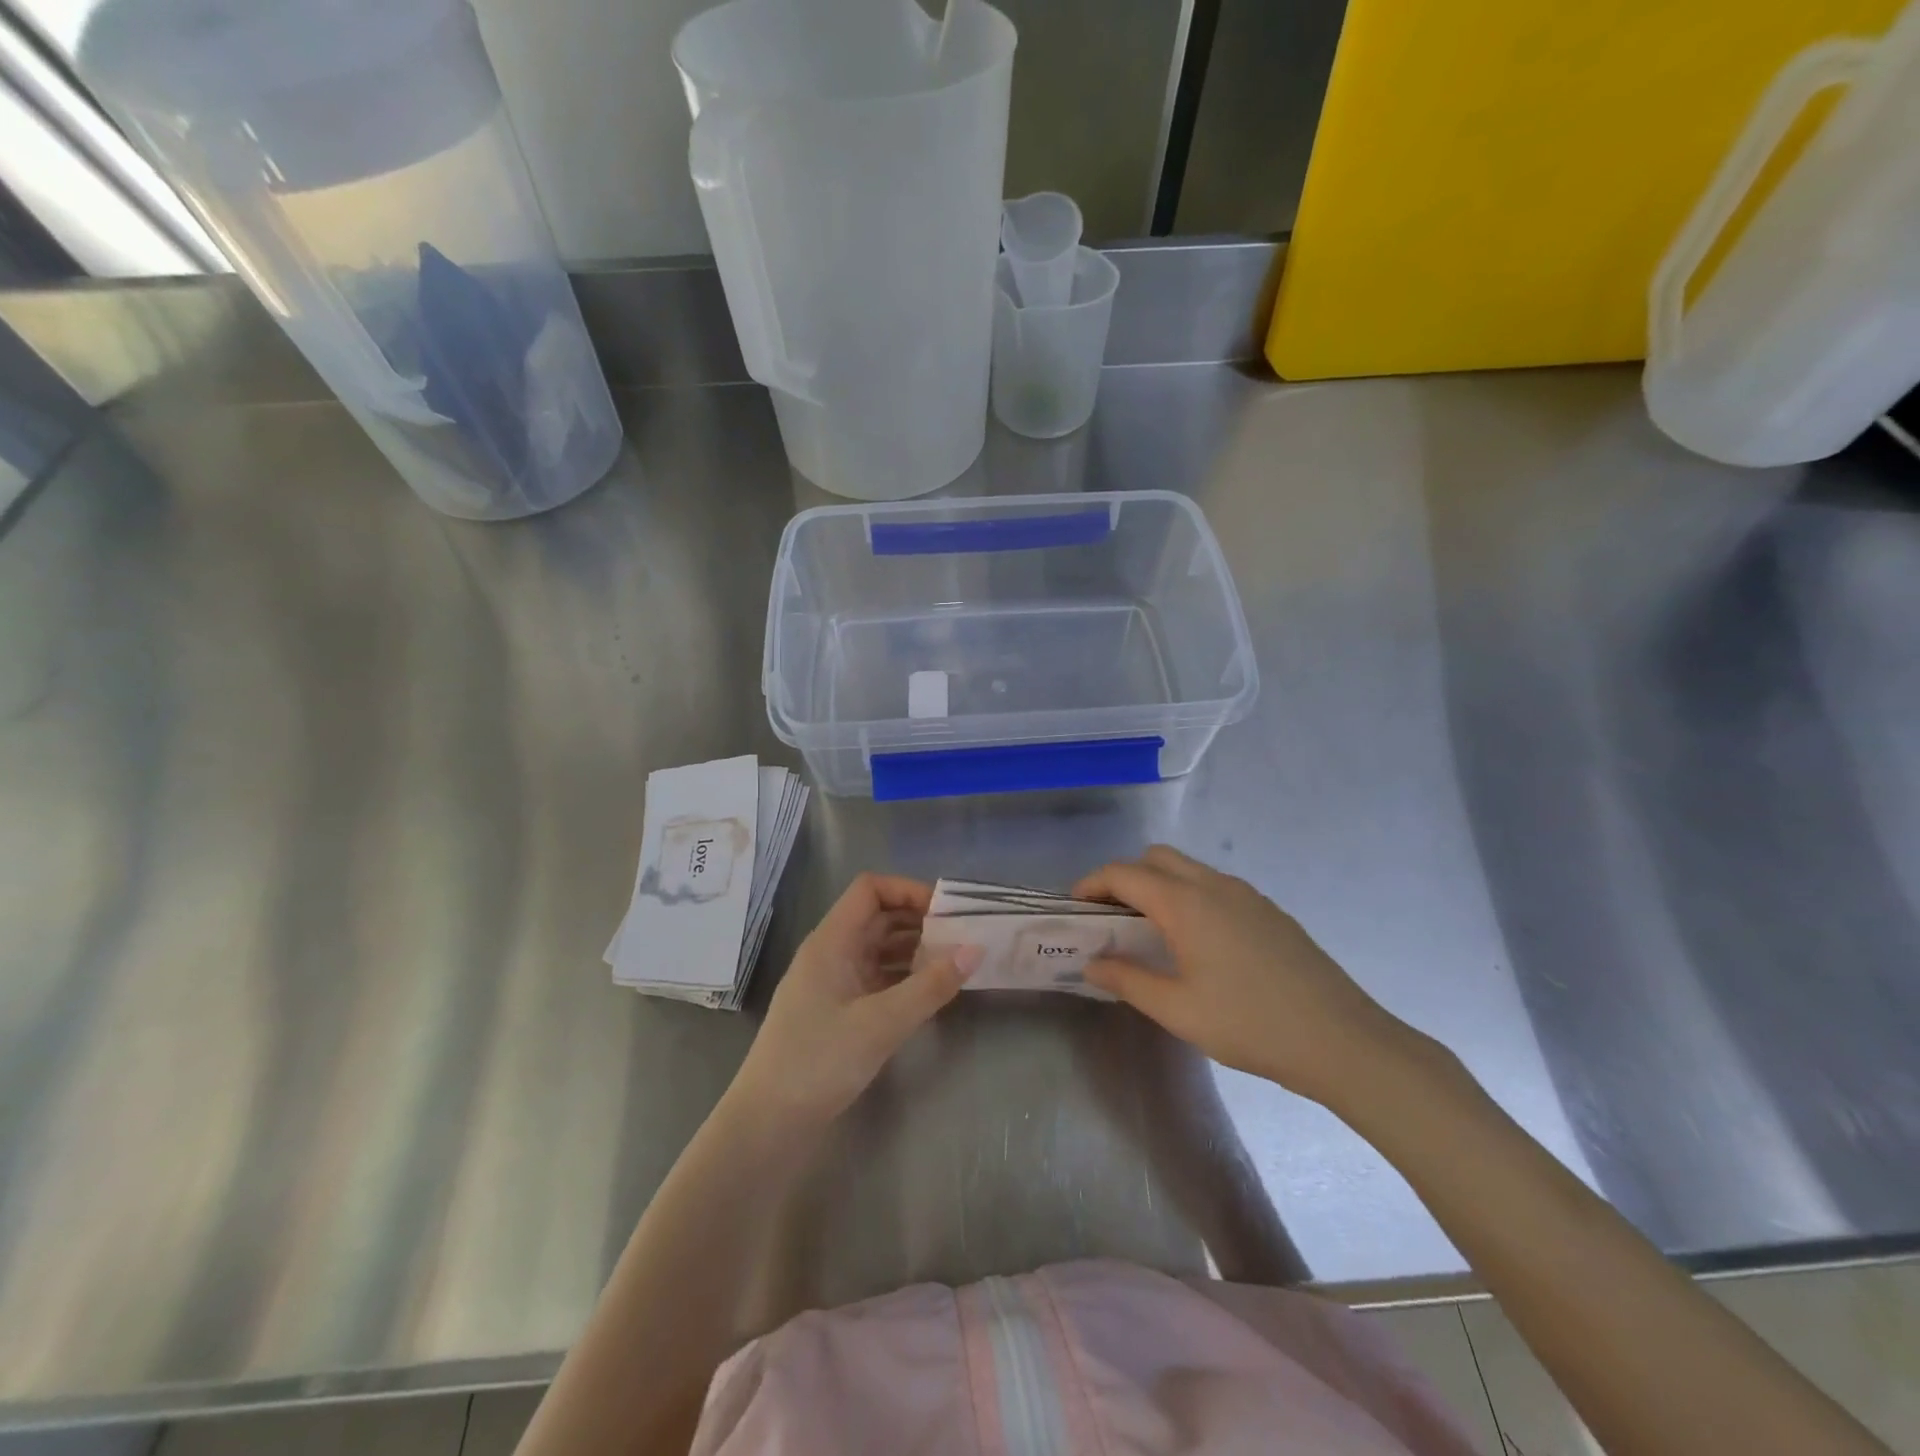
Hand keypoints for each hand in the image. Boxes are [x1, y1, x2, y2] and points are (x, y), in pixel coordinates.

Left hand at [729, 874, 968, 1127]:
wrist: (768, 1125)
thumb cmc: (819, 1062)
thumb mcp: (881, 1023)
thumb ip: (931, 986)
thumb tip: (975, 949)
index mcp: (831, 942)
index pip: (870, 890)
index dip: (908, 890)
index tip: (947, 911)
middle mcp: (830, 953)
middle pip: (877, 917)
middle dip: (919, 920)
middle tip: (962, 935)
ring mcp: (832, 983)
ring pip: (878, 949)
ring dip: (914, 949)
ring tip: (954, 962)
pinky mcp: (837, 1011)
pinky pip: (876, 978)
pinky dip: (903, 977)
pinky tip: (930, 991)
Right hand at [1074, 846, 1417, 1107]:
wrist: (1342, 1041)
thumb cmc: (1251, 1025)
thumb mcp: (1178, 1010)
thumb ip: (1127, 980)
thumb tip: (1092, 963)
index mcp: (1186, 903)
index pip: (1123, 873)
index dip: (1092, 884)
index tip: (1074, 907)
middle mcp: (1214, 885)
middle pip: (1156, 858)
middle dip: (1125, 877)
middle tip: (1111, 917)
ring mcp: (1247, 894)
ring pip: (1188, 869)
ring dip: (1159, 885)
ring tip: (1150, 931)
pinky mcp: (1269, 910)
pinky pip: (1215, 886)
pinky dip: (1189, 896)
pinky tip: (1198, 942)